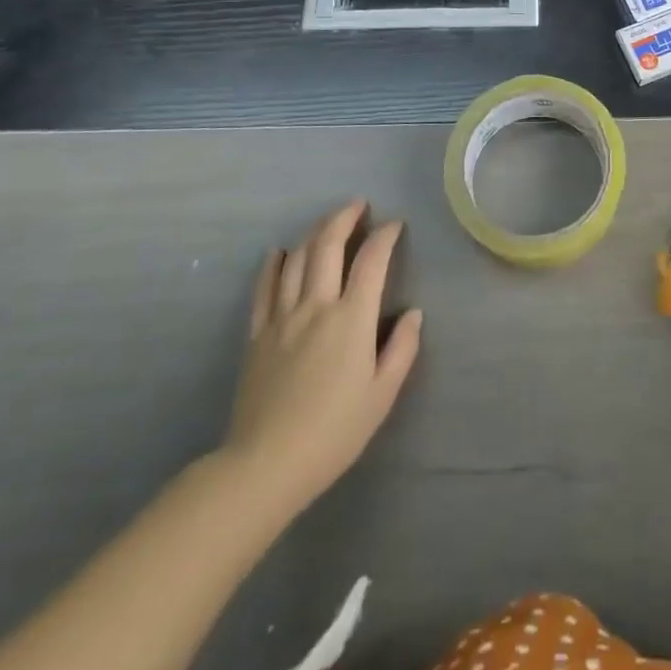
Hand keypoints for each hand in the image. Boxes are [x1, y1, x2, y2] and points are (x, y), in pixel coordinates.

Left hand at [216, 200, 422, 523]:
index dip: (385, 236)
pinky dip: (274, 264)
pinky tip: (279, 252)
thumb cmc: (334, 432)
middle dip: (344, 218)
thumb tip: (413, 313)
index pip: (371, 261)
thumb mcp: (382, 395)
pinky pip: (264, 288)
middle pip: (328, 246)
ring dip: (314, 232)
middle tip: (358, 205)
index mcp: (351, 318)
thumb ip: (402, 349)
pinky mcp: (257, 334)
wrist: (266, 464)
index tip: (394, 225)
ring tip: (327, 221)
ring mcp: (282, 317)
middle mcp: (316, 305)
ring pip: (297, 258)